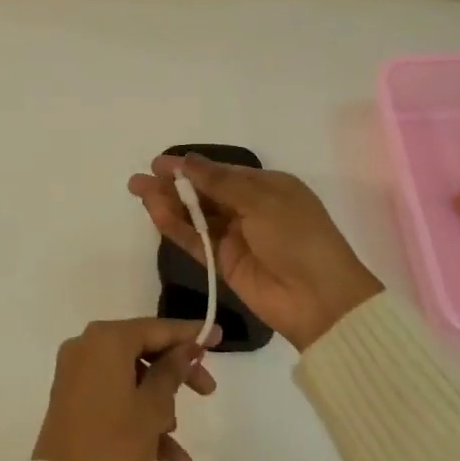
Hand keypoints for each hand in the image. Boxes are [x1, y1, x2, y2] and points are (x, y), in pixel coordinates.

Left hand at [32, 318, 217, 460]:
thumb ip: (172, 371)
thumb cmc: (114, 443)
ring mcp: (77, 375)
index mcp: (105, 340)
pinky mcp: (73, 402)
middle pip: (142, 351)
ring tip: (179, 444)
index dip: (188, 333)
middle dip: (177, 375)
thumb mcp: (152, 407)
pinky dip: (139, 420)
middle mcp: (87, 348)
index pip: (155, 328)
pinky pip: (114, 399)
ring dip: (160, 408)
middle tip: (207, 391)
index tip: (216, 336)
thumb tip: (185, 348)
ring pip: (130, 380)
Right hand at [129, 156, 383, 350]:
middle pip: (204, 193)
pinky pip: (195, 241)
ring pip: (195, 216)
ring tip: (138, 191)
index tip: (159, 163)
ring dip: (168, 204)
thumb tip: (186, 160)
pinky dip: (175, 227)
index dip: (190, 167)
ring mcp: (235, 238)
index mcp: (267, 188)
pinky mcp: (223, 265)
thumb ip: (219, 182)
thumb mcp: (262, 200)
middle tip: (139, 179)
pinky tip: (155, 213)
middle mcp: (249, 209)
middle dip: (172, 185)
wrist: (320, 300)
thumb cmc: (299, 237)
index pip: (221, 172)